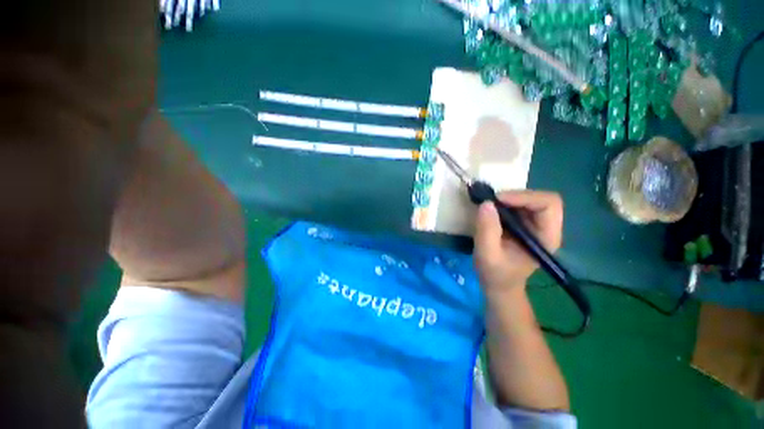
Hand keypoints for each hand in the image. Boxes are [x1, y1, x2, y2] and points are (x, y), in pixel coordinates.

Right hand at [474, 190, 562, 292]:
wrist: (499, 284)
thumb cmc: (495, 274)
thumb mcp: (487, 254)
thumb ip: (487, 230)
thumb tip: (486, 203)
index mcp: (546, 238)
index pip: (549, 205)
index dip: (525, 197)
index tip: (498, 200)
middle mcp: (546, 228)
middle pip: (541, 199)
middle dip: (515, 196)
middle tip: (491, 201)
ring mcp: (535, 226)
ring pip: (529, 200)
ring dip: (508, 199)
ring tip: (489, 206)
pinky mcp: (524, 225)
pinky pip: (518, 206)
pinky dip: (504, 203)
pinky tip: (491, 211)